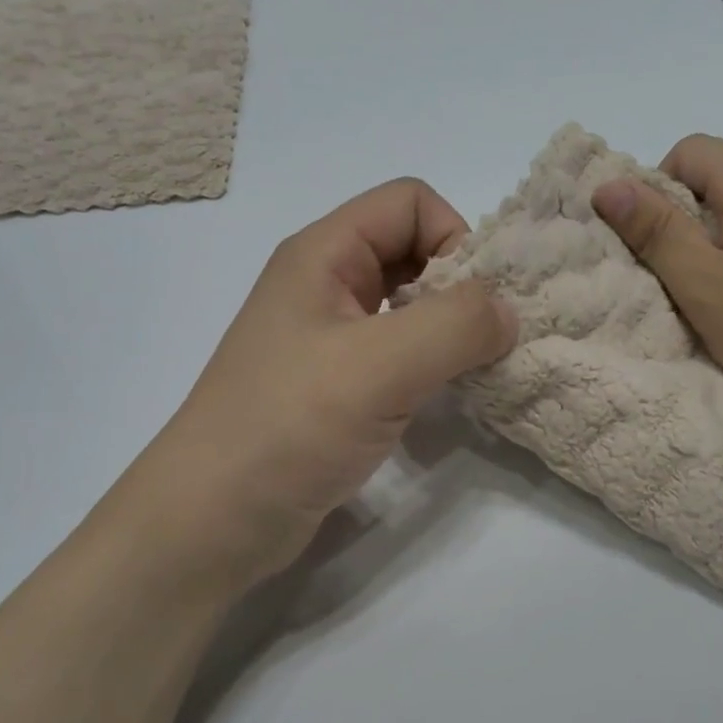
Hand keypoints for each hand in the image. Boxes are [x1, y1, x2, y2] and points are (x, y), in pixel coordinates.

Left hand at [124, 178, 516, 592]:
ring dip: (449, 332)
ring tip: (475, 372)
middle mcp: (324, 285)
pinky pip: (397, 355)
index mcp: (323, 254)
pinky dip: (430, 366)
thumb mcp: (380, 365)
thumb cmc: (289, 427)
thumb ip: (456, 325)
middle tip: (488, 342)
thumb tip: (508, 311)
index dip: (455, 237)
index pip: (410, 202)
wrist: (214, 519)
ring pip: (408, 308)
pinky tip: (445, 399)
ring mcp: (327, 340)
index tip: (477, 305)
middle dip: (461, 287)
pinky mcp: (335, 388)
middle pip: (412, 251)